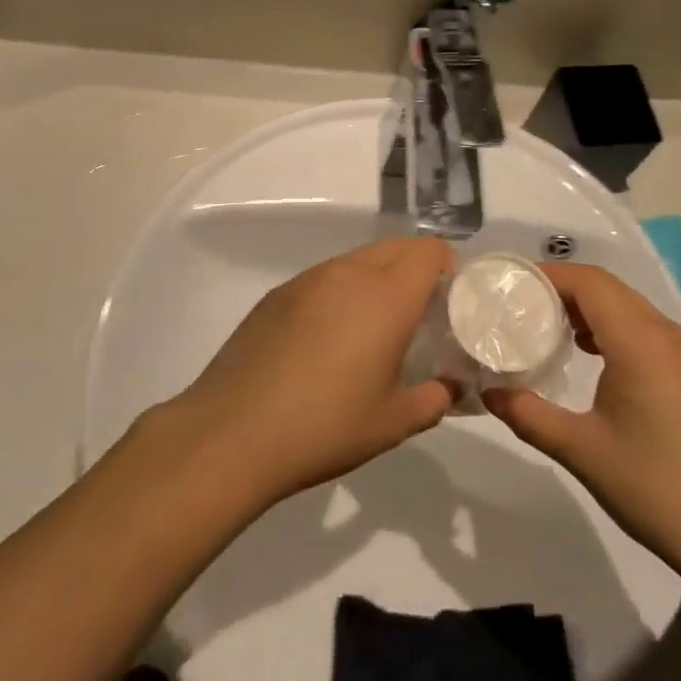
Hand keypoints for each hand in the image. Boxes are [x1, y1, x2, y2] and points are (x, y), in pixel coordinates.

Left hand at [170, 238, 456, 503]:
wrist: (231, 434)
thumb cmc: (324, 427)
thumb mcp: (393, 423)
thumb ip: (434, 399)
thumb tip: (448, 387)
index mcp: (386, 296)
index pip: (428, 251)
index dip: (447, 266)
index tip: (448, 300)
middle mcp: (348, 274)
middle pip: (395, 246)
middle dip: (415, 268)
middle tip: (418, 314)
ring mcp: (307, 280)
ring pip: (357, 259)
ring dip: (377, 277)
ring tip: (372, 326)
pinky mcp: (277, 294)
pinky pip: (324, 276)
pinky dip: (341, 291)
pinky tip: (327, 338)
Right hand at [482, 262, 680, 580]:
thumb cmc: (655, 487)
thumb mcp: (581, 451)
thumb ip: (528, 414)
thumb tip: (487, 391)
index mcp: (639, 341)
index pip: (588, 282)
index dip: (547, 277)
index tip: (508, 290)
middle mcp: (665, 334)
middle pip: (607, 288)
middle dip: (561, 290)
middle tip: (517, 308)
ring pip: (627, 307)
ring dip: (586, 308)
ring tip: (545, 329)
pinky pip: (643, 329)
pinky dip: (609, 327)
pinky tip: (587, 356)